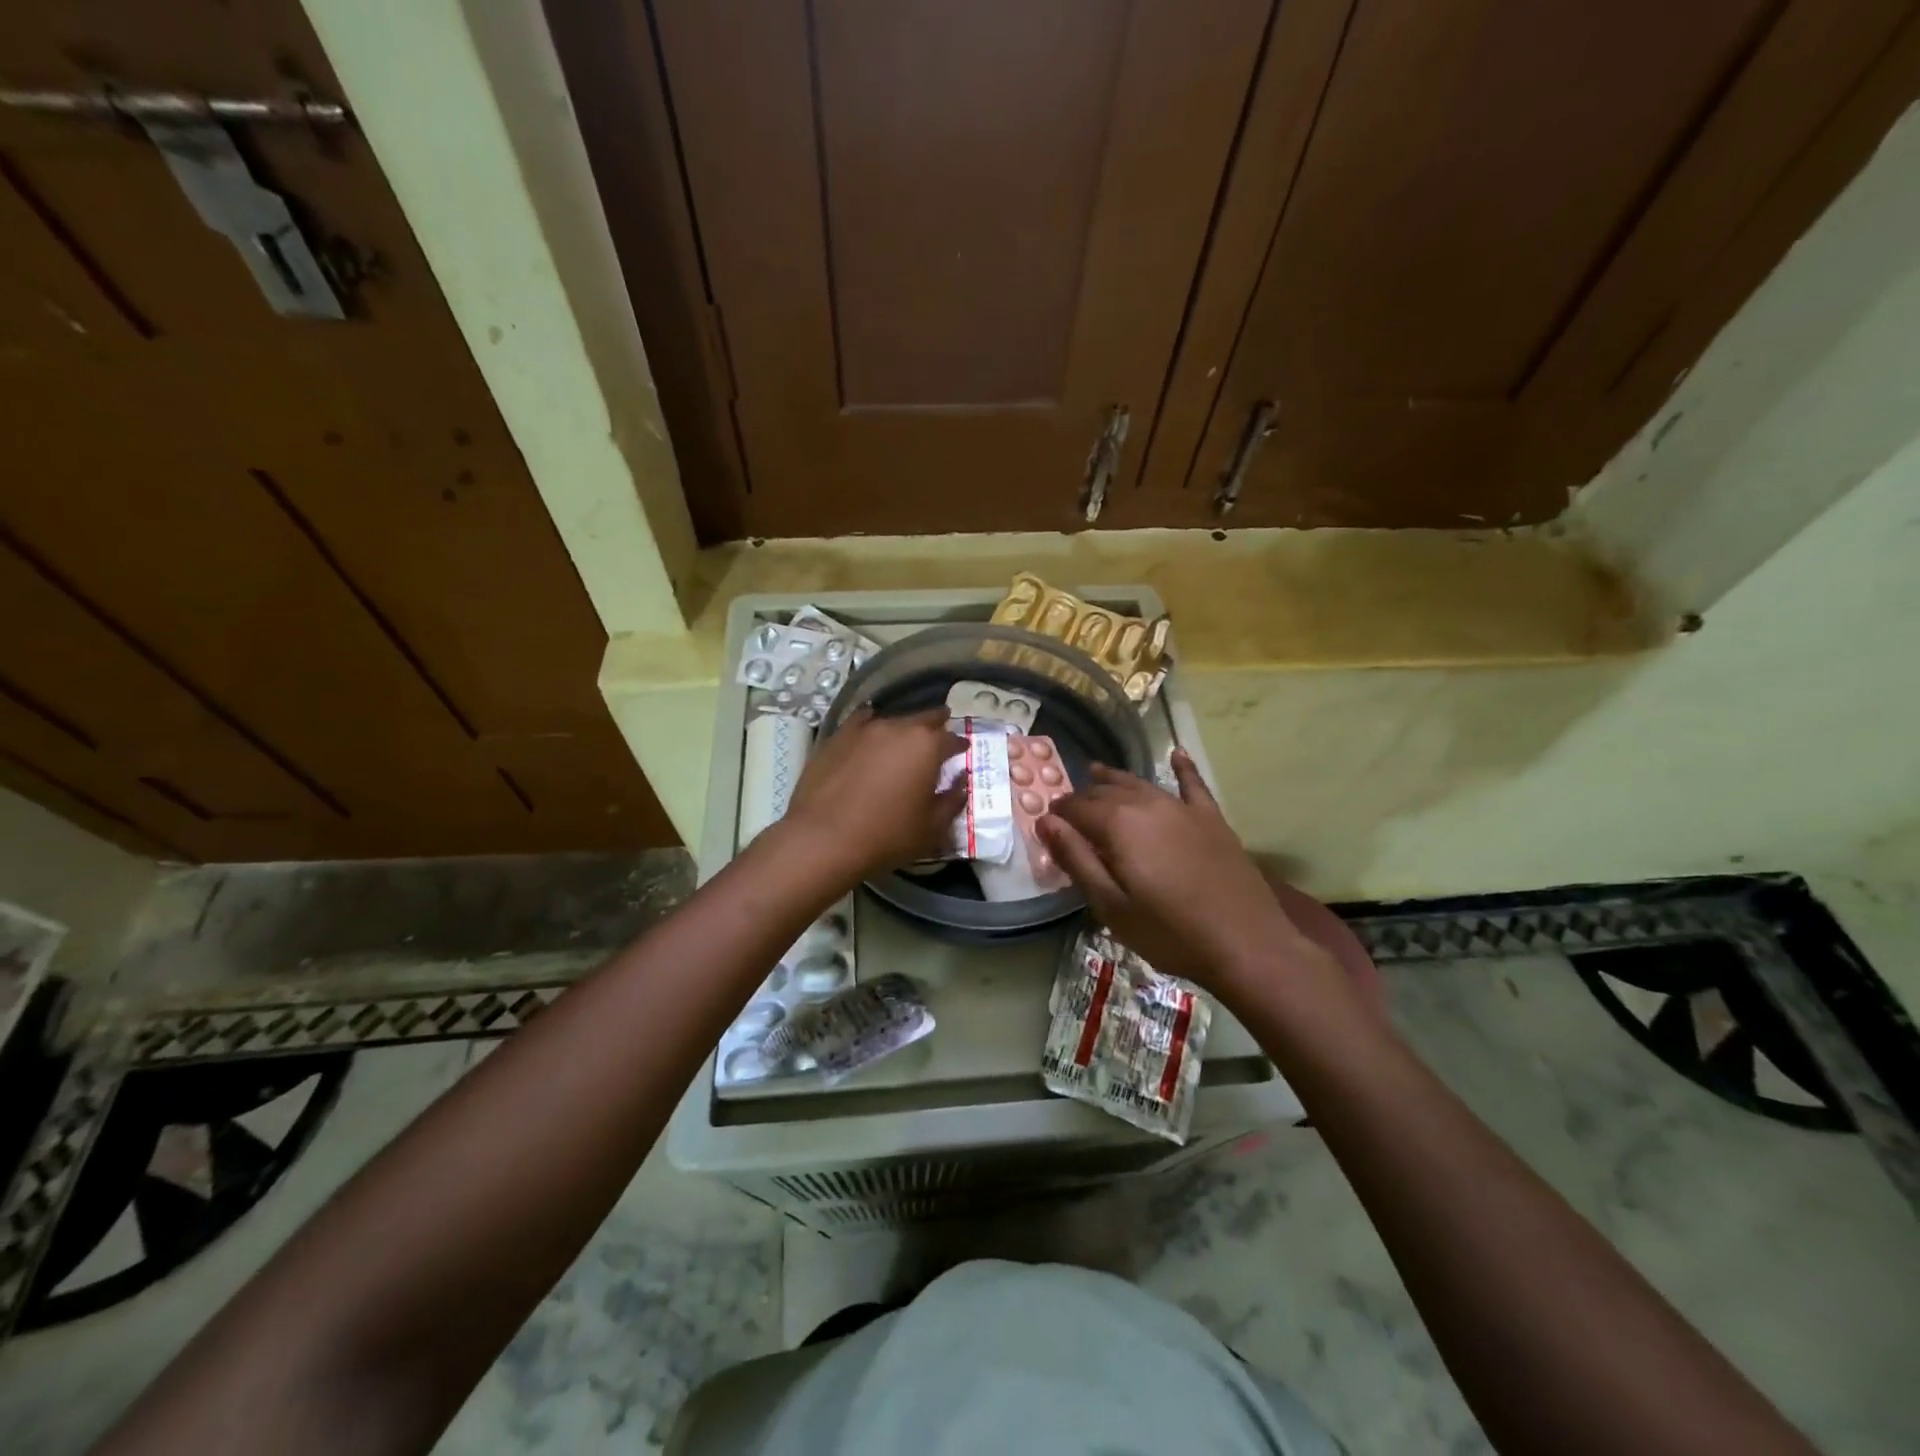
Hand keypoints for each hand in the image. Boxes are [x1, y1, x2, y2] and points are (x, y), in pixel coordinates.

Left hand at [783, 707, 965, 879]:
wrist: (824, 839)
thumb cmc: (887, 836)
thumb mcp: (932, 828)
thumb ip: (952, 800)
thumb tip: (961, 782)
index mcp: (927, 746)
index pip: (952, 739)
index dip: (960, 746)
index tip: (963, 751)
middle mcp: (898, 728)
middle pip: (924, 719)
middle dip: (936, 725)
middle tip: (940, 733)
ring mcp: (864, 729)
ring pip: (893, 720)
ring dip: (904, 729)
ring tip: (905, 739)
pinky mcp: (837, 737)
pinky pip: (861, 722)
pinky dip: (871, 724)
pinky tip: (870, 730)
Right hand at [1038, 750, 1332, 995]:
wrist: (1246, 944)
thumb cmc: (1169, 932)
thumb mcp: (1110, 905)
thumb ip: (1076, 859)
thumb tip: (1045, 821)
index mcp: (1118, 824)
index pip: (1076, 807)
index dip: (1057, 813)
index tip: (1046, 823)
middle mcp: (1148, 804)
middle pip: (1105, 792)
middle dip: (1083, 798)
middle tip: (1069, 810)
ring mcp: (1183, 808)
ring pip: (1140, 784)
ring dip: (1115, 779)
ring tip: (1096, 772)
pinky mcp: (1212, 819)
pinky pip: (1192, 785)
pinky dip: (1182, 768)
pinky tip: (1176, 754)